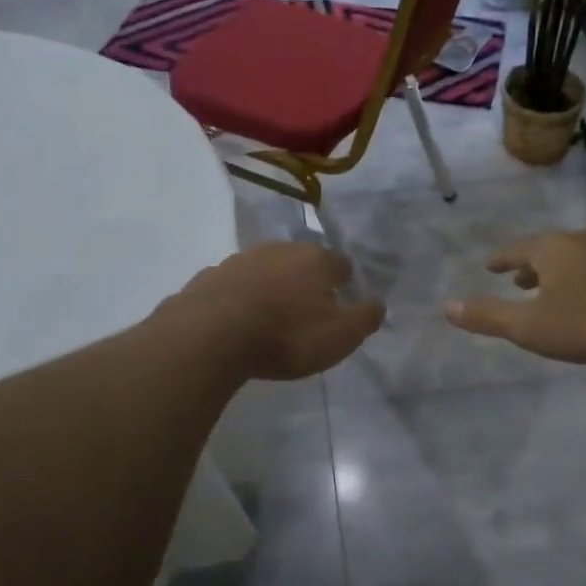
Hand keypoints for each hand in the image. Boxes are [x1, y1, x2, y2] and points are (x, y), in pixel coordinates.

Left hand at [169, 242, 384, 380]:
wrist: (210, 336)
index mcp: (315, 259)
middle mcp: (278, 249)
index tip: (342, 302)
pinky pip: (232, 286)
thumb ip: (365, 317)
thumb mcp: (341, 336)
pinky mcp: (208, 277)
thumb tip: (377, 304)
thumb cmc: (286, 335)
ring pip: (264, 270)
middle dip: (305, 281)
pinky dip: (238, 298)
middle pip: (300, 262)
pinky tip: (236, 320)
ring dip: (270, 287)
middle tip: (307, 311)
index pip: (340, 264)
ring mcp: (239, 260)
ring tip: (270, 317)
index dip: (344, 283)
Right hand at [444, 226, 585, 363]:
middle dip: (532, 265)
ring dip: (563, 269)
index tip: (489, 265)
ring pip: (579, 255)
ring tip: (558, 286)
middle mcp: (580, 239)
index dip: (500, 260)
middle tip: (520, 278)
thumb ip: (490, 317)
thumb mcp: (532, 326)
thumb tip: (447, 308)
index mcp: (550, 249)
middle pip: (548, 249)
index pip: (516, 250)